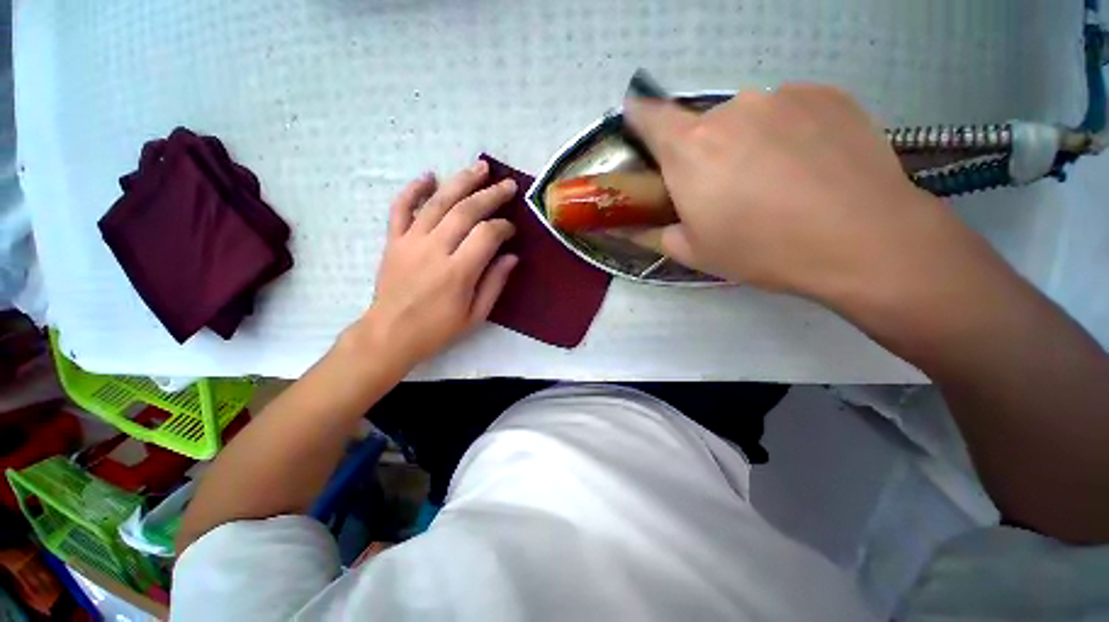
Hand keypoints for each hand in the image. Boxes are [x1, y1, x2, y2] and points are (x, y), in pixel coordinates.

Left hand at [348, 161, 517, 368]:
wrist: (389, 334)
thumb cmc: (437, 329)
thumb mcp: (475, 315)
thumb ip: (494, 283)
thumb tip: (512, 256)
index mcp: (458, 272)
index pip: (486, 235)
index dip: (503, 227)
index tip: (512, 229)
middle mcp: (434, 250)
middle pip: (465, 211)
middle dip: (490, 195)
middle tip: (507, 185)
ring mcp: (410, 242)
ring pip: (437, 202)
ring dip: (460, 182)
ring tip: (480, 167)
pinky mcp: (393, 241)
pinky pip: (400, 208)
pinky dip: (413, 189)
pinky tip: (429, 176)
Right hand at [624, 85, 972, 304]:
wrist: (863, 238)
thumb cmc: (762, 250)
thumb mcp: (694, 253)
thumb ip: (654, 233)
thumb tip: (631, 226)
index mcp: (690, 149)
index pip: (649, 115)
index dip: (640, 119)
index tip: (644, 130)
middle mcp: (730, 110)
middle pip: (702, 125)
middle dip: (703, 153)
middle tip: (726, 189)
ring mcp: (781, 96)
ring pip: (746, 118)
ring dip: (747, 143)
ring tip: (775, 180)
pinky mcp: (825, 94)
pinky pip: (788, 111)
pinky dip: (786, 133)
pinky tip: (808, 165)